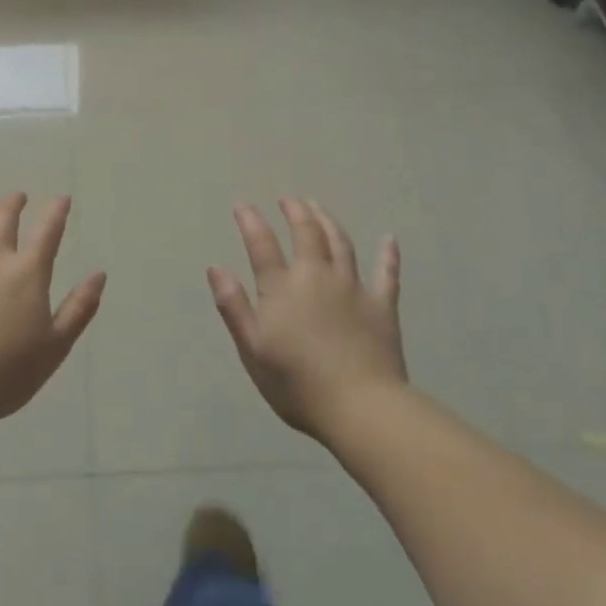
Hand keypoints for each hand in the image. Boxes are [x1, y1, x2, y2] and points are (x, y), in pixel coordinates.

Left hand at [0, 193, 104, 427]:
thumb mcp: (57, 344)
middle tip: (18, 198)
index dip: (56, 211)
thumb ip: (79, 307)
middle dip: (14, 204)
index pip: (47, 231)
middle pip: (4, 219)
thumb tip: (99, 274)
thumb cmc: (10, 371)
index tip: (62, 199)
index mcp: (28, 273)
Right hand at [209, 199, 403, 437]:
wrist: (361, 408)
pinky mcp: (382, 307)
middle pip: (306, 234)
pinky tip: (389, 240)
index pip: (262, 245)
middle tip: (288, 198)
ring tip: (319, 207)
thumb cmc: (297, 383)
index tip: (242, 204)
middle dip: (295, 212)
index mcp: (282, 288)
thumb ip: (233, 306)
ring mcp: (353, 289)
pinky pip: (387, 274)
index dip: (251, 221)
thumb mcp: (252, 349)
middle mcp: (317, 277)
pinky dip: (388, 255)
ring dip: (328, 222)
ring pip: (341, 244)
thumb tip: (215, 267)